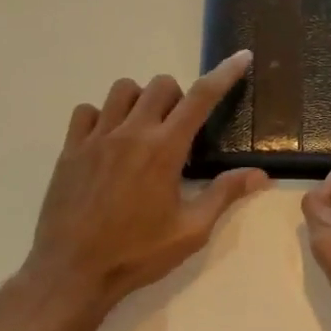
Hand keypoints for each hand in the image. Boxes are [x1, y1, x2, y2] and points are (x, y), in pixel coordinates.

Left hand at [22, 51, 267, 317]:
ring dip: (141, 100)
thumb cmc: (137, 253)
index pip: (201, 98)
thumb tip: (260, 174)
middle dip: (178, 97)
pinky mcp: (70, 150)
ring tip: (144, 130)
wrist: (72, 272)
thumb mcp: (190, 230)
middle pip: (160, 85)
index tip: (241, 57)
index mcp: (164, 150)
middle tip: (180, 130)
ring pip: (122, 90)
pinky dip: (103, 116)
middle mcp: (130, 133)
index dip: (224, 74)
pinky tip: (109, 141)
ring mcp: (96, 138)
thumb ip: (224, 195)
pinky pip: (86, 111)